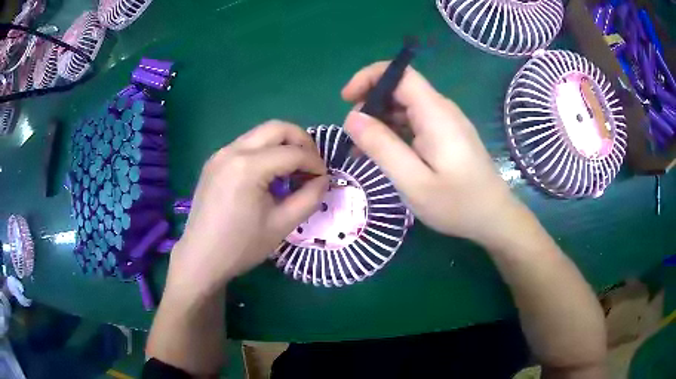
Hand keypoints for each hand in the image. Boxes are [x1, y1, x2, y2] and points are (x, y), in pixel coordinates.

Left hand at [168, 121, 328, 293]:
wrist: (201, 258)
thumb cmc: (241, 246)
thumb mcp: (282, 225)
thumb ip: (309, 198)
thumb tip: (323, 180)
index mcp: (248, 167)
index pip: (292, 153)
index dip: (315, 163)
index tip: (324, 178)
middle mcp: (232, 151)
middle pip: (276, 128)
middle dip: (301, 141)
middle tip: (312, 164)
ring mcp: (220, 154)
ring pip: (260, 134)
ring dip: (282, 145)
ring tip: (293, 169)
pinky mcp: (214, 162)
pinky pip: (246, 145)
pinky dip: (264, 152)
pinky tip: (268, 174)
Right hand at [342, 62, 521, 245]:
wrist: (493, 218)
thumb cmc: (457, 204)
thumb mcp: (413, 181)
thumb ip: (382, 147)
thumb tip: (352, 118)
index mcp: (435, 114)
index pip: (400, 73)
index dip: (370, 78)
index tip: (346, 99)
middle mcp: (442, 110)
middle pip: (401, 89)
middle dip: (371, 104)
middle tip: (353, 137)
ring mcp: (446, 122)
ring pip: (406, 107)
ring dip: (380, 122)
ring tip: (362, 151)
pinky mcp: (447, 135)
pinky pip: (415, 123)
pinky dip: (395, 132)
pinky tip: (385, 154)